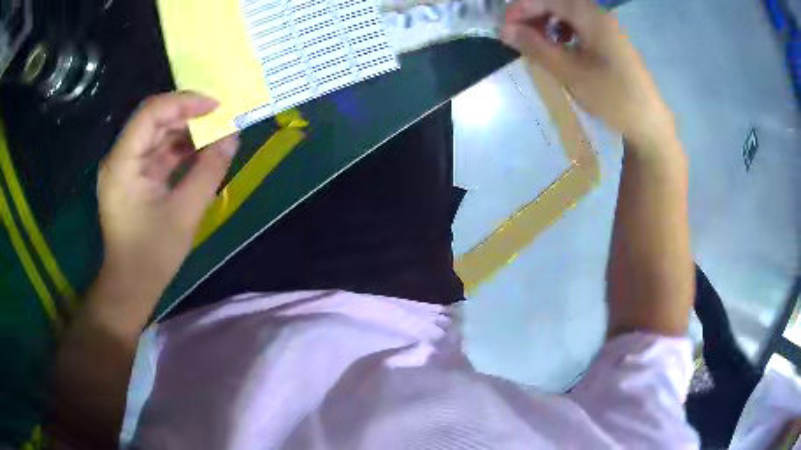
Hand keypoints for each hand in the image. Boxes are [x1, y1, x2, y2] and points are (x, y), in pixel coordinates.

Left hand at [97, 92, 237, 294]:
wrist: (131, 286)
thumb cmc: (152, 255)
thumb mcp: (185, 213)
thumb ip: (209, 171)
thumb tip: (233, 137)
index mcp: (122, 164)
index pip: (151, 113)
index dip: (184, 103)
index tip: (216, 106)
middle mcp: (120, 158)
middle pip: (154, 121)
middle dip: (188, 116)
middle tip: (221, 119)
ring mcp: (125, 168)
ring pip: (157, 135)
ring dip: (186, 133)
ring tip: (216, 136)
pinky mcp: (133, 178)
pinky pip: (157, 153)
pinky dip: (179, 151)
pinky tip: (201, 154)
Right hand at [501, 0, 674, 145]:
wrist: (649, 122)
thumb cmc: (612, 96)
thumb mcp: (570, 72)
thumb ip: (535, 47)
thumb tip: (504, 30)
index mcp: (589, 15)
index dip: (519, 9)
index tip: (503, 30)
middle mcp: (598, 14)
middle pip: (556, 3)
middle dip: (532, 15)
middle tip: (518, 38)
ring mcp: (606, 26)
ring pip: (567, 13)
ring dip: (547, 23)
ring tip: (538, 45)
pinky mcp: (610, 40)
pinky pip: (580, 25)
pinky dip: (563, 32)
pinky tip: (561, 49)